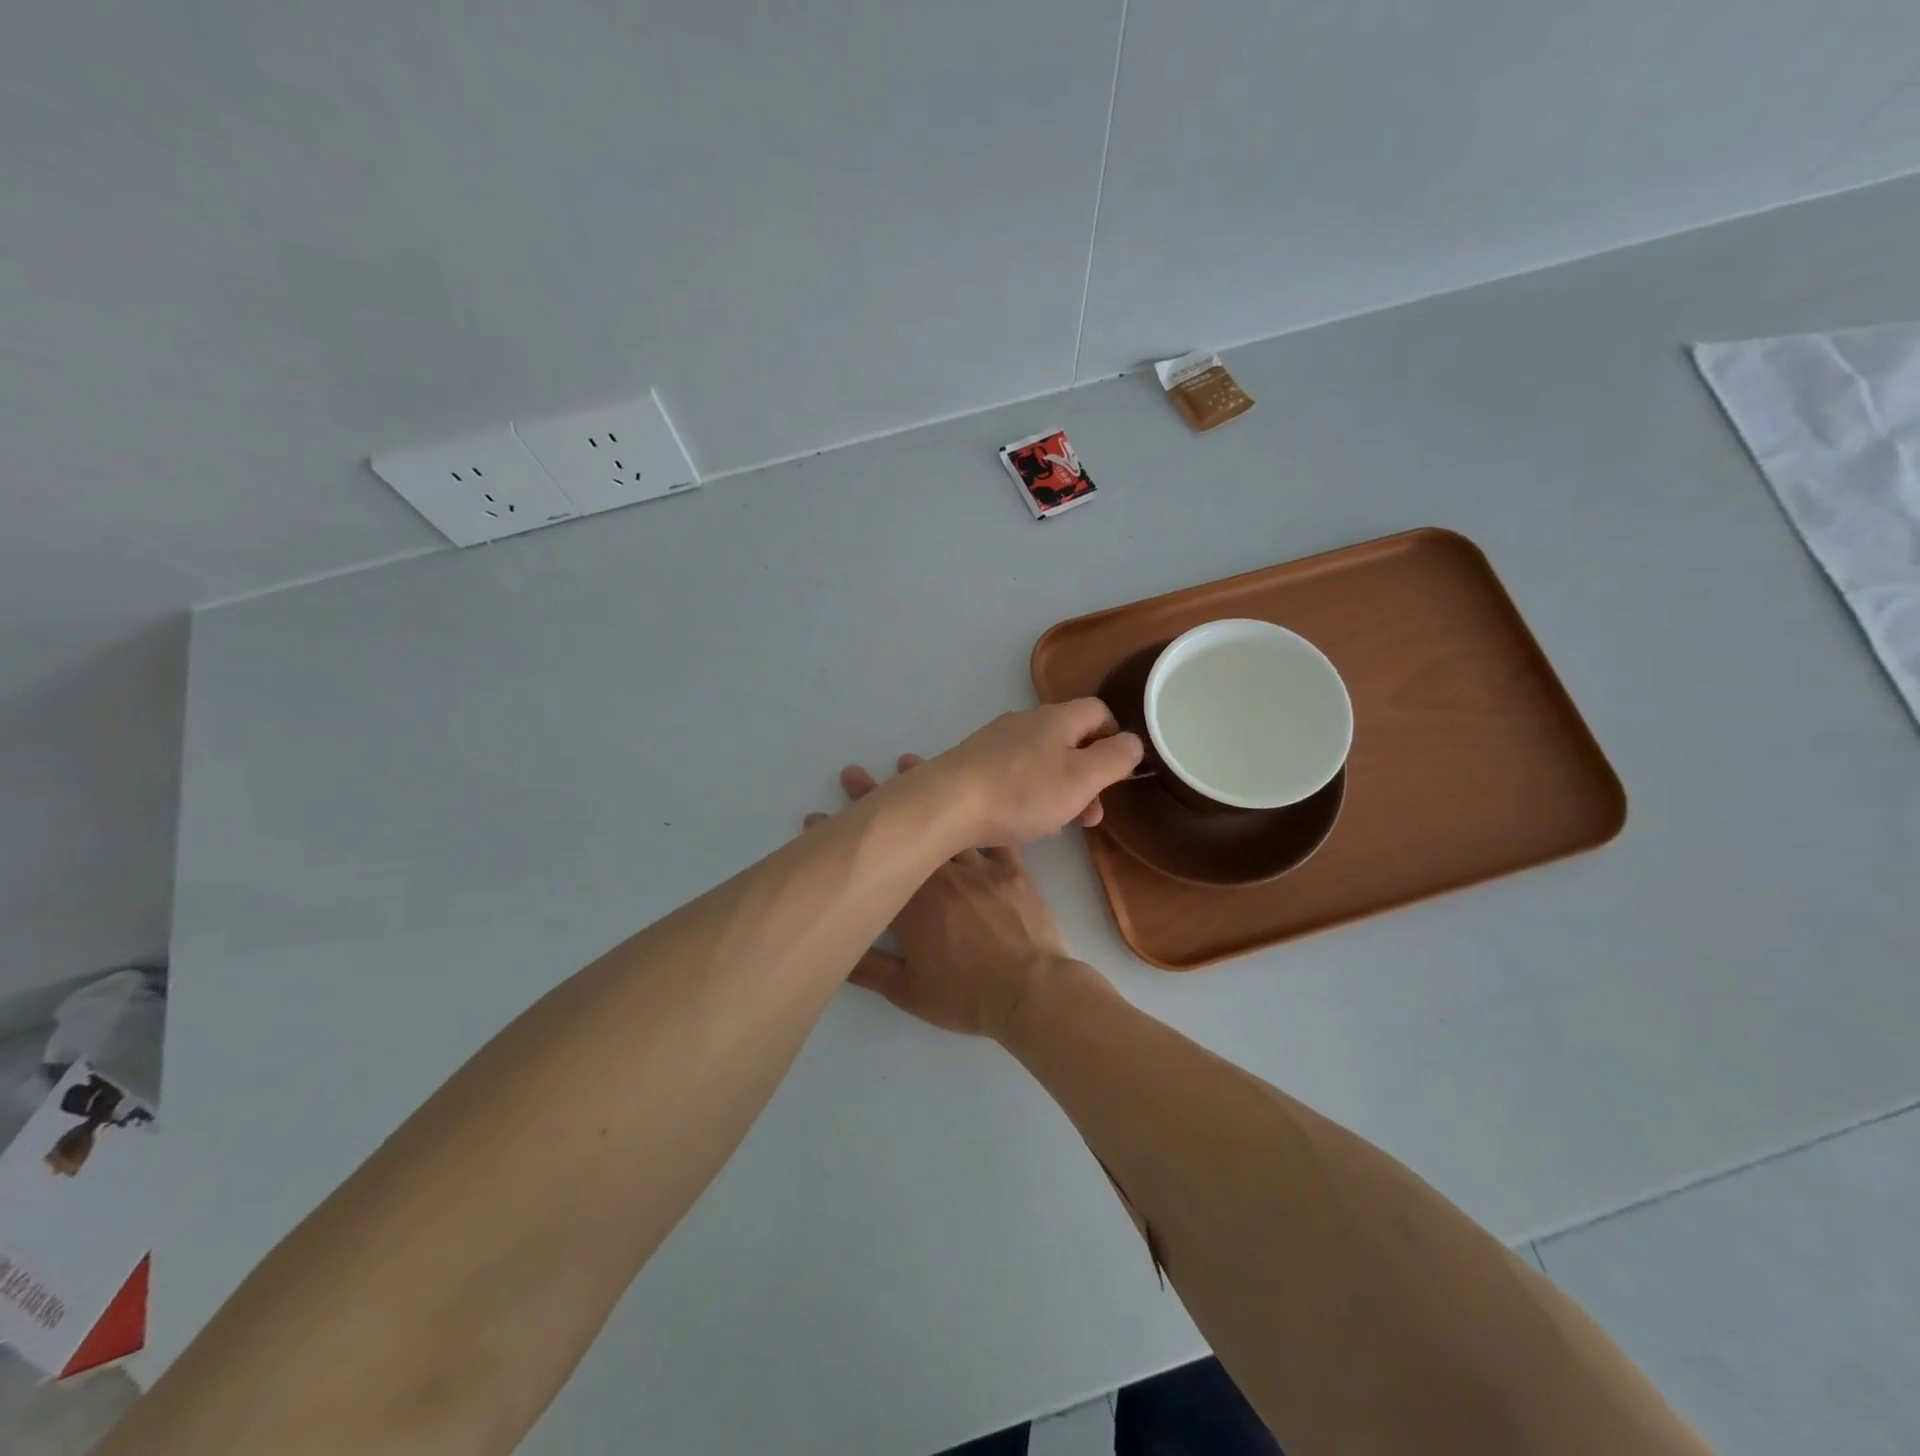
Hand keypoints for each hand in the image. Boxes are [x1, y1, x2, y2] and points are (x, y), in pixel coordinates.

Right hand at [807, 756, 1085, 1040]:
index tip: (817, 819)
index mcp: (912, 904)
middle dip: (875, 801)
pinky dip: (981, 812)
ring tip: (906, 763)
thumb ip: (867, 969)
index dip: (841, 840)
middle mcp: (942, 875)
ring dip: (927, 793)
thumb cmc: (965, 994)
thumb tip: (833, 945)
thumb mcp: (907, 991)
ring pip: (949, 822)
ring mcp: (980, 867)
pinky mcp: (1014, 869)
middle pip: (906, 832)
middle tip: (852, 775)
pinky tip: (975, 792)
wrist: (1031, 990)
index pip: (872, 863)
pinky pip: (994, 834)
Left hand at [925, 700, 1143, 848]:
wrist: (947, 803)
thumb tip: (1132, 742)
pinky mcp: (974, 762)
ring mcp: (996, 740)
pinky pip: (1014, 773)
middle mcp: (1026, 721)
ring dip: (1059, 790)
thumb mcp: (1082, 778)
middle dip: (1087, 776)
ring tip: (1058, 825)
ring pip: (1042, 760)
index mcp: (1056, 718)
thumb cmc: (1023, 792)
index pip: (1098, 711)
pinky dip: (1028, 794)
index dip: (1115, 737)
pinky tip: (1022, 821)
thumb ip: (1115, 758)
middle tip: (1091, 815)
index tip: (1117, 772)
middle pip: (1069, 739)